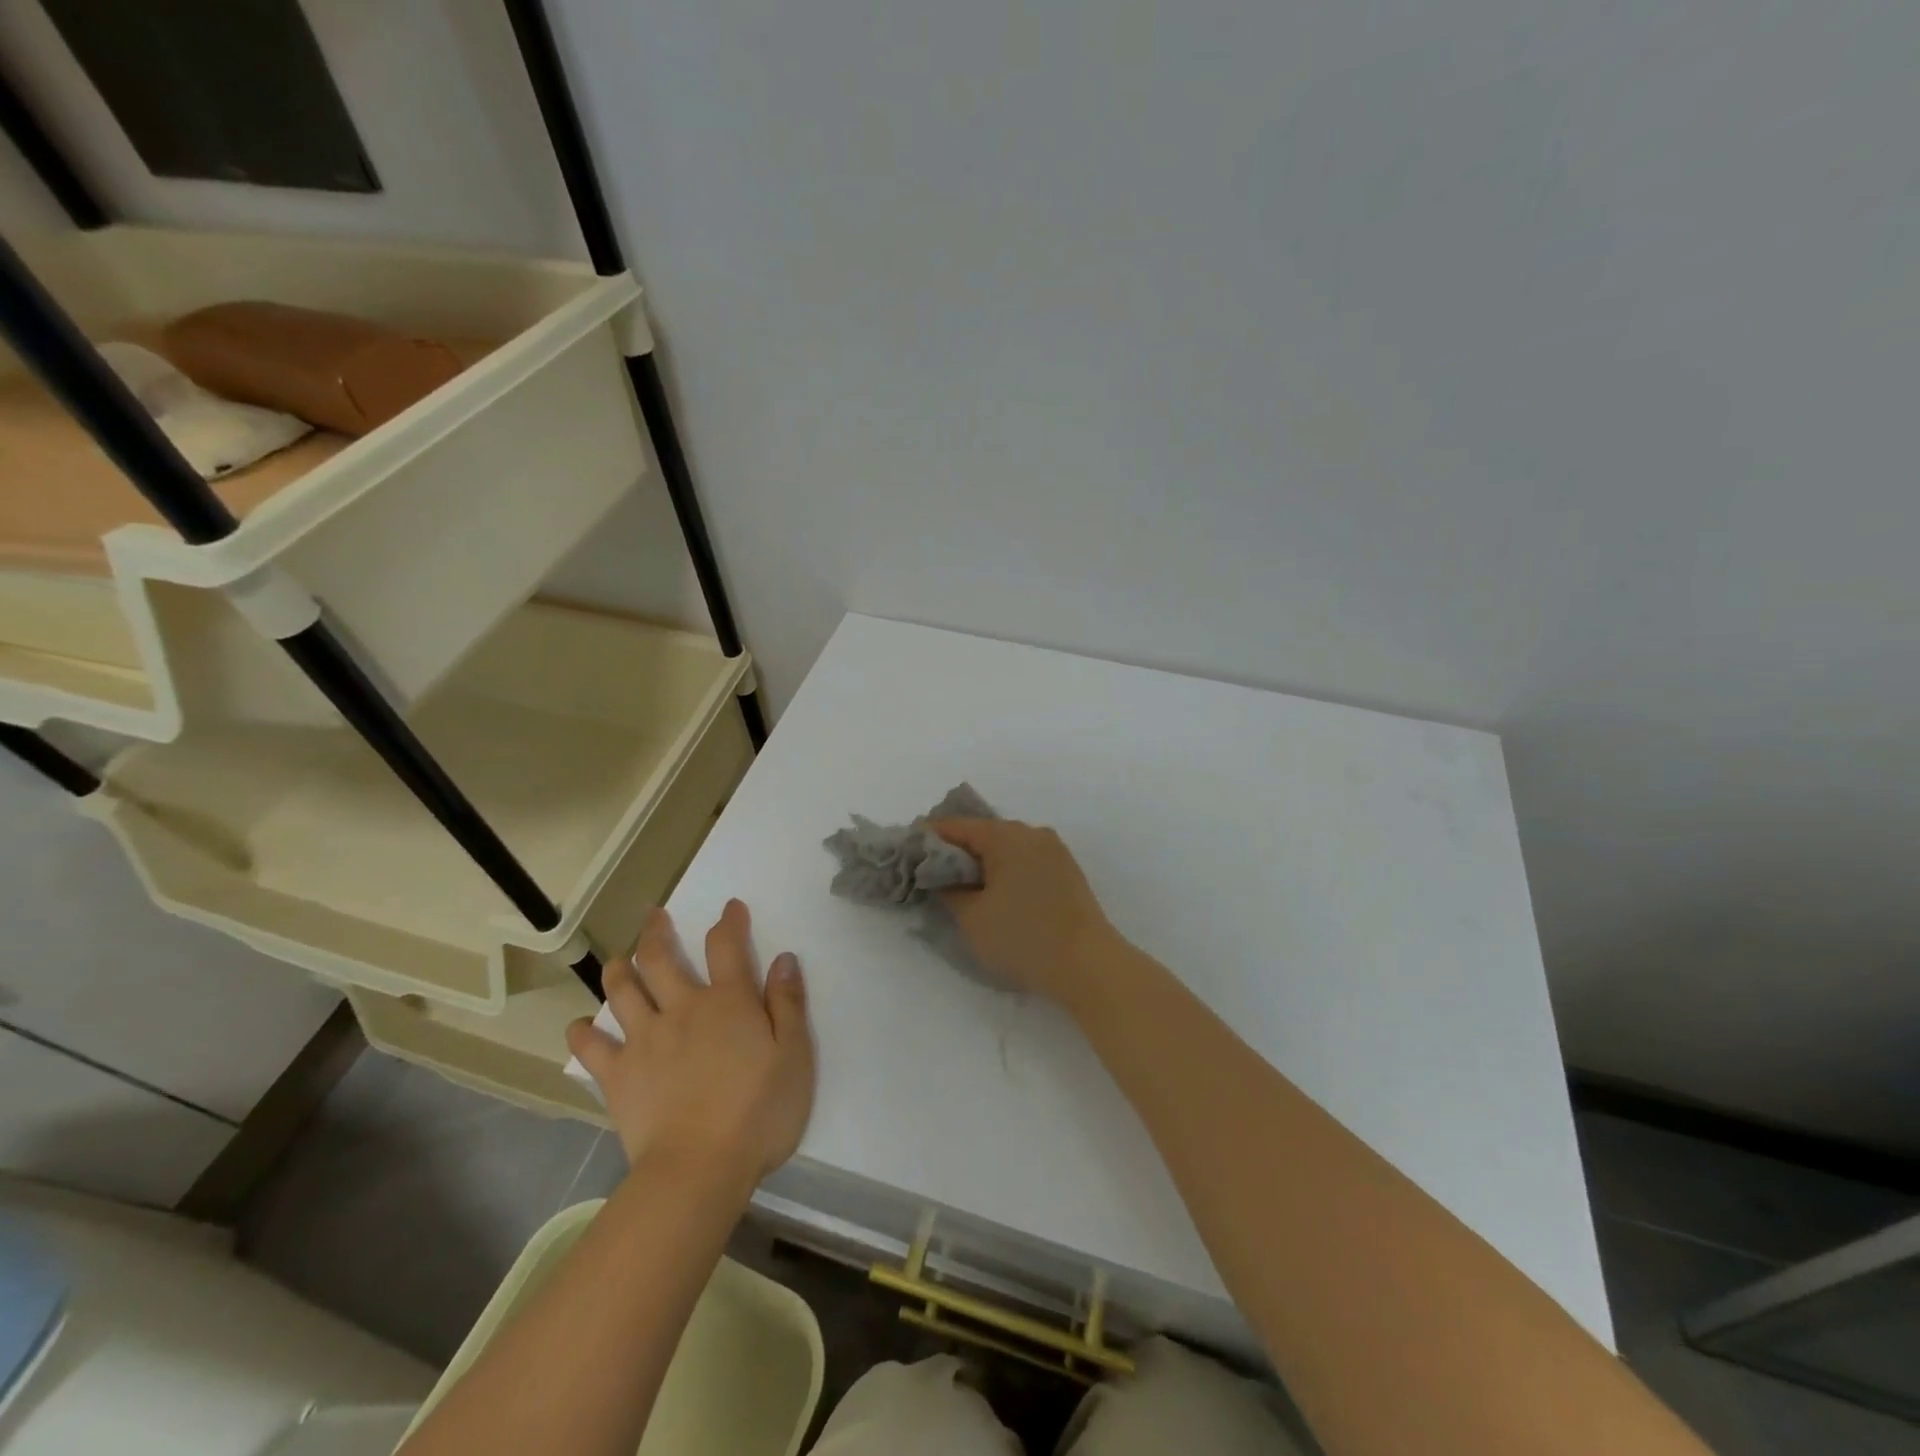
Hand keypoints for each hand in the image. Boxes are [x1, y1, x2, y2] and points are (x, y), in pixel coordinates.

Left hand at [567, 901, 814, 1183]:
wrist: (700, 1169)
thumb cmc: (759, 1112)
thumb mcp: (794, 1055)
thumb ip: (788, 1004)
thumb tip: (783, 958)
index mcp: (728, 1001)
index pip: (726, 946)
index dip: (729, 922)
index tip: (730, 907)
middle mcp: (682, 1009)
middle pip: (661, 959)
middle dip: (656, 932)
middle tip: (653, 916)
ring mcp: (645, 1041)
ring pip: (623, 992)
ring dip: (618, 970)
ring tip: (617, 959)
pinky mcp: (619, 1076)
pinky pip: (593, 1048)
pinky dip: (583, 1033)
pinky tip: (579, 1026)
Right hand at [929, 818, 1121, 1005]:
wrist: (1088, 965)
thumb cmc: (1023, 937)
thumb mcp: (972, 917)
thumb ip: (948, 889)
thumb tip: (941, 877)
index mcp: (1006, 835)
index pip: (955, 826)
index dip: (927, 838)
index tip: (906, 853)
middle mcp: (1031, 833)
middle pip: (982, 834)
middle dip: (954, 852)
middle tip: (929, 874)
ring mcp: (1053, 851)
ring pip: (1005, 848)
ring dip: (980, 863)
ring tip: (959, 887)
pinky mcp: (1066, 871)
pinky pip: (1024, 861)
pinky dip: (1004, 871)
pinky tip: (994, 894)